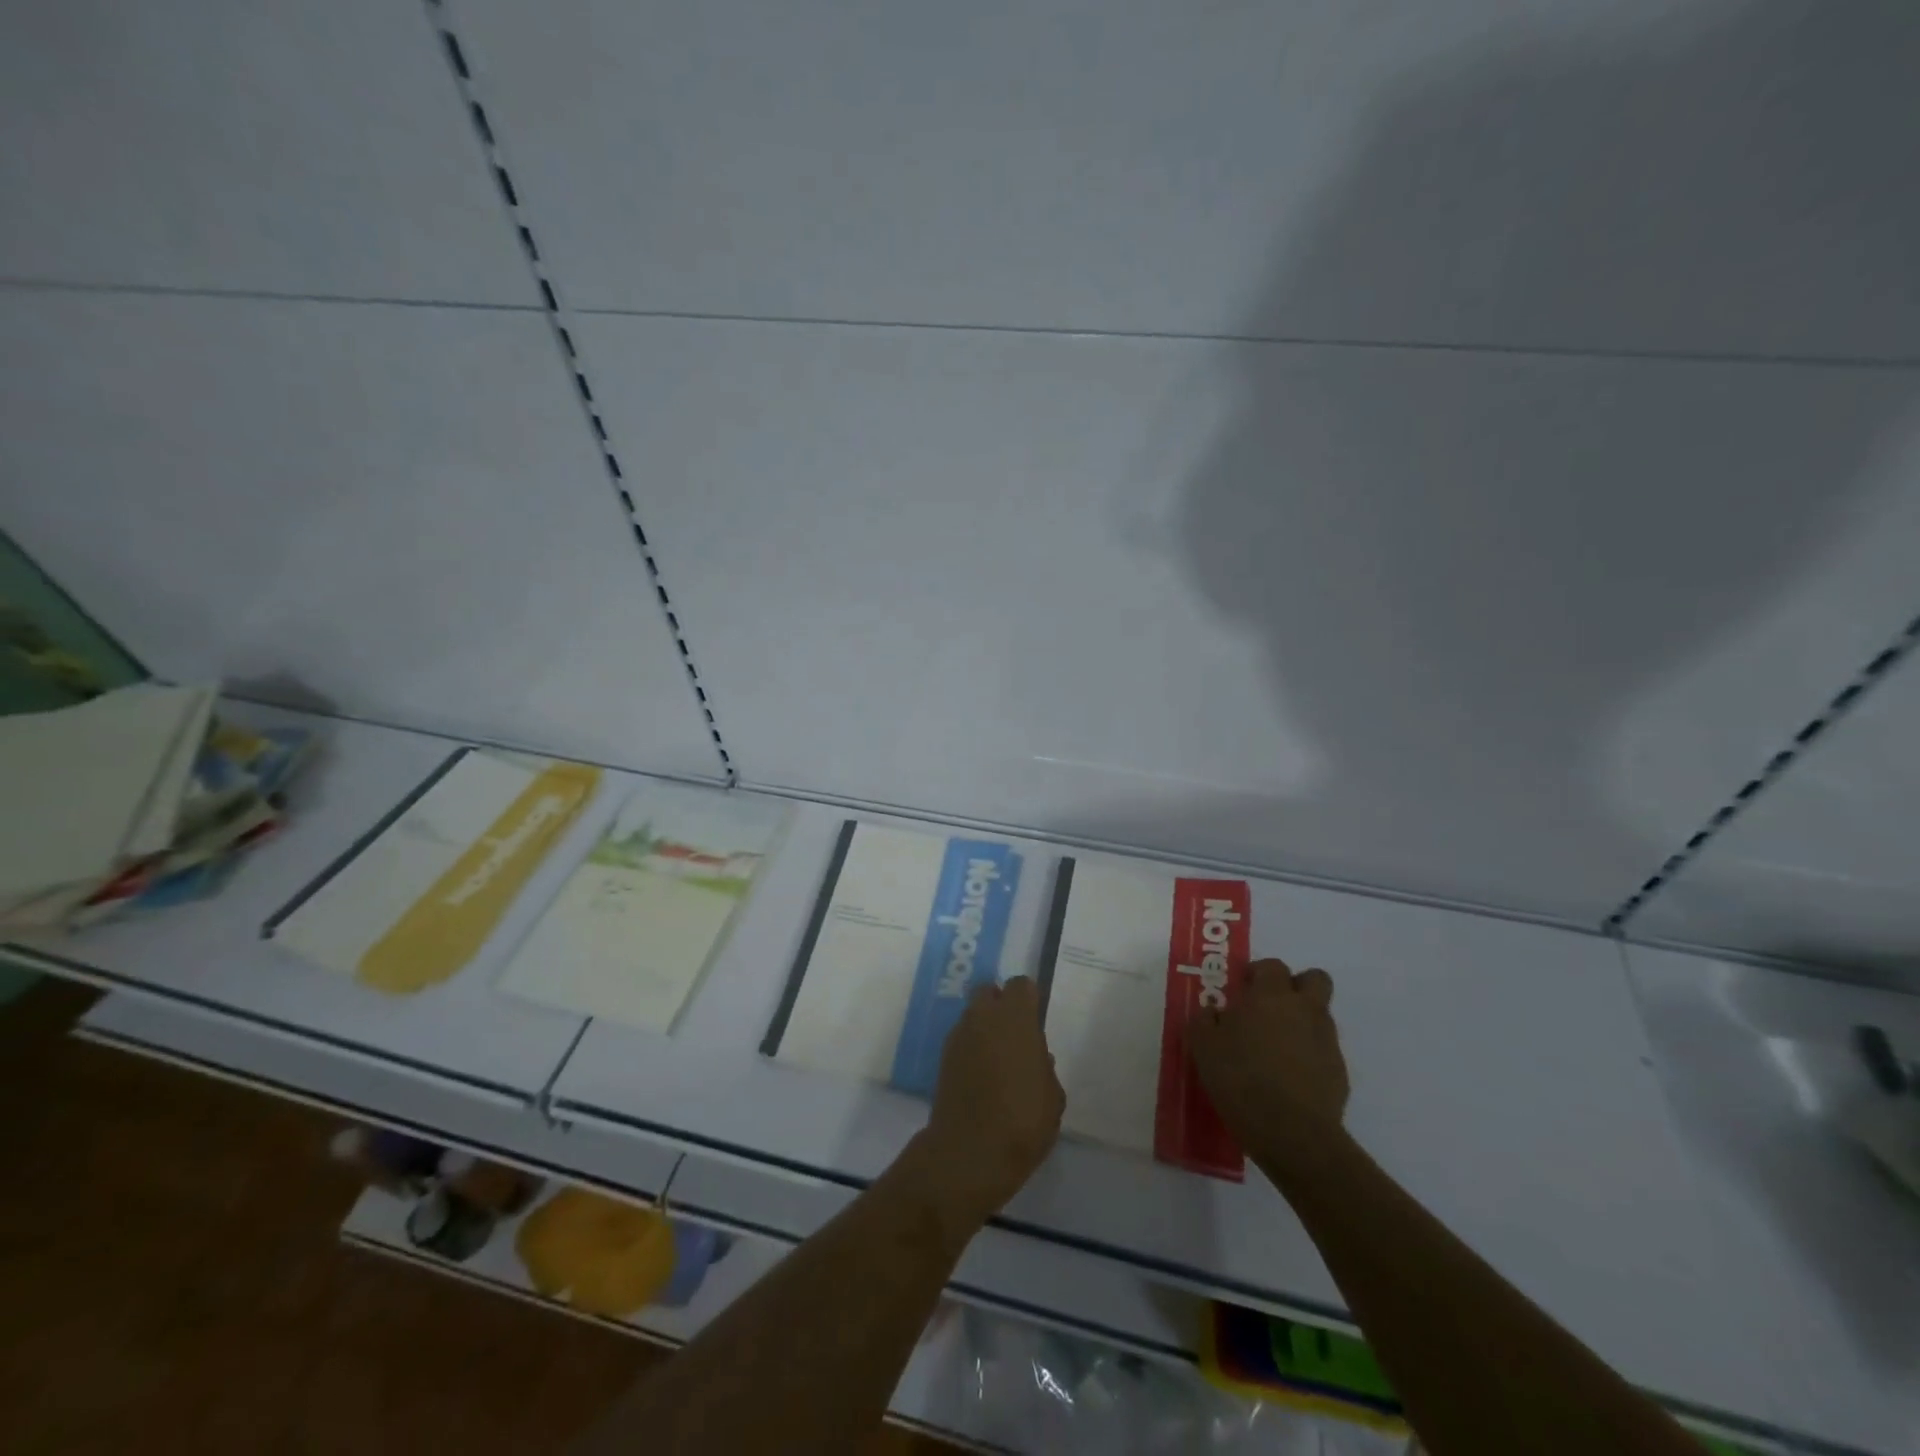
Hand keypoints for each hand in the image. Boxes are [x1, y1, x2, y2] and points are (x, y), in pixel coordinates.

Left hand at [906, 978, 1064, 1235]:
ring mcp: (958, 1036)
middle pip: (989, 992)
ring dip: (984, 1027)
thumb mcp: (1052, 1097)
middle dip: (1001, 1005)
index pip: (1020, 985)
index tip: (1035, 1020)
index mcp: (1015, 1018)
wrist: (970, 1153)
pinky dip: (971, 1048)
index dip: (1028, 999)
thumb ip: (1044, 1068)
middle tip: (1015, 1036)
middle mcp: (983, 1017)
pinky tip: (980, 1077)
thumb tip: (1035, 1058)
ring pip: (972, 1015)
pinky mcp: (942, 1058)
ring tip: (997, 1061)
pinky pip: (961, 1040)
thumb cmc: (1023, 1121)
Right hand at [1188, 958, 1350, 1177]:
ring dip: (1301, 1022)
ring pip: (1319, 1016)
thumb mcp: (1203, 1046)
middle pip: (1314, 979)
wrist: (1292, 1133)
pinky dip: (1309, 1056)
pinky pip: (1323, 1051)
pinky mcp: (1339, 1073)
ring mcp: (1326, 1041)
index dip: (1257, 974)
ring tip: (1275, 1049)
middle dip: (1296, 986)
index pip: (1272, 966)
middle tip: (1271, 1007)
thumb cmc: (1240, 1079)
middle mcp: (1304, 1010)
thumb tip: (1214, 1013)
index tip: (1241, 990)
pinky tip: (1288, 1078)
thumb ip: (1205, 1021)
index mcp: (1271, 996)